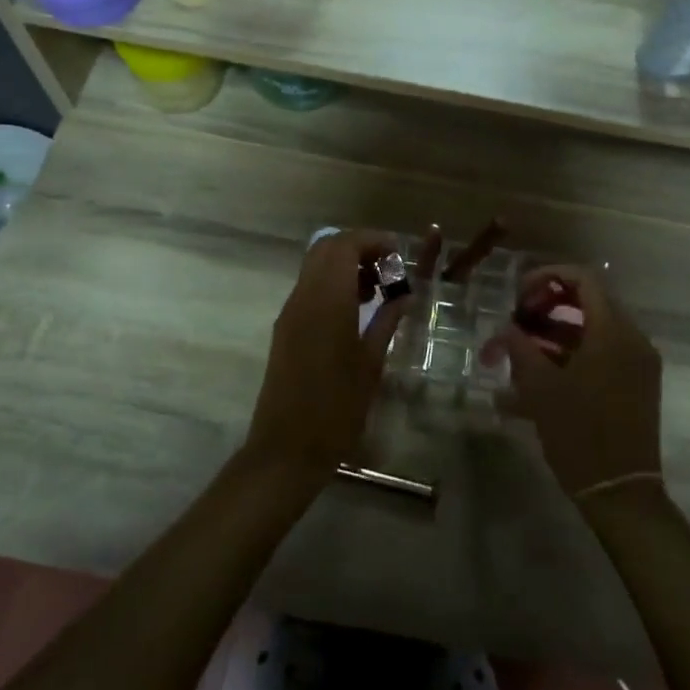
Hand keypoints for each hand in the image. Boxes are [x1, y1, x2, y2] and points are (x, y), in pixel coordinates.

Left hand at [243, 231, 409, 487]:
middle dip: (358, 249)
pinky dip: (332, 285)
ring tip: (376, 292)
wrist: (287, 448)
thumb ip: (387, 321)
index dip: (372, 240)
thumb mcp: (371, 363)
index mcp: (327, 300)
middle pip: (326, 248)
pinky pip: (309, 288)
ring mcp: (290, 312)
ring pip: (315, 266)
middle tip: (388, 270)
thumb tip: (404, 295)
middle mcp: (304, 296)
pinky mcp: (285, 328)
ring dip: (345, 266)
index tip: (398, 255)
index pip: (345, 245)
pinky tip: (354, 312)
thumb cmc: (337, 408)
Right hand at [490, 265, 663, 502]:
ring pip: (593, 330)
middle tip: (517, 323)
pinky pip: (603, 354)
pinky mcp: (637, 385)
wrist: (621, 494)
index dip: (547, 278)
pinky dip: (572, 355)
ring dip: (556, 333)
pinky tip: (539, 379)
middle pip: (588, 302)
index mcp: (613, 331)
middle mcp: (632, 339)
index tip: (519, 297)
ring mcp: (638, 363)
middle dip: (548, 307)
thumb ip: (519, 346)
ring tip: (520, 353)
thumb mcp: (539, 387)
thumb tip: (506, 327)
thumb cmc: (579, 434)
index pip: (583, 278)